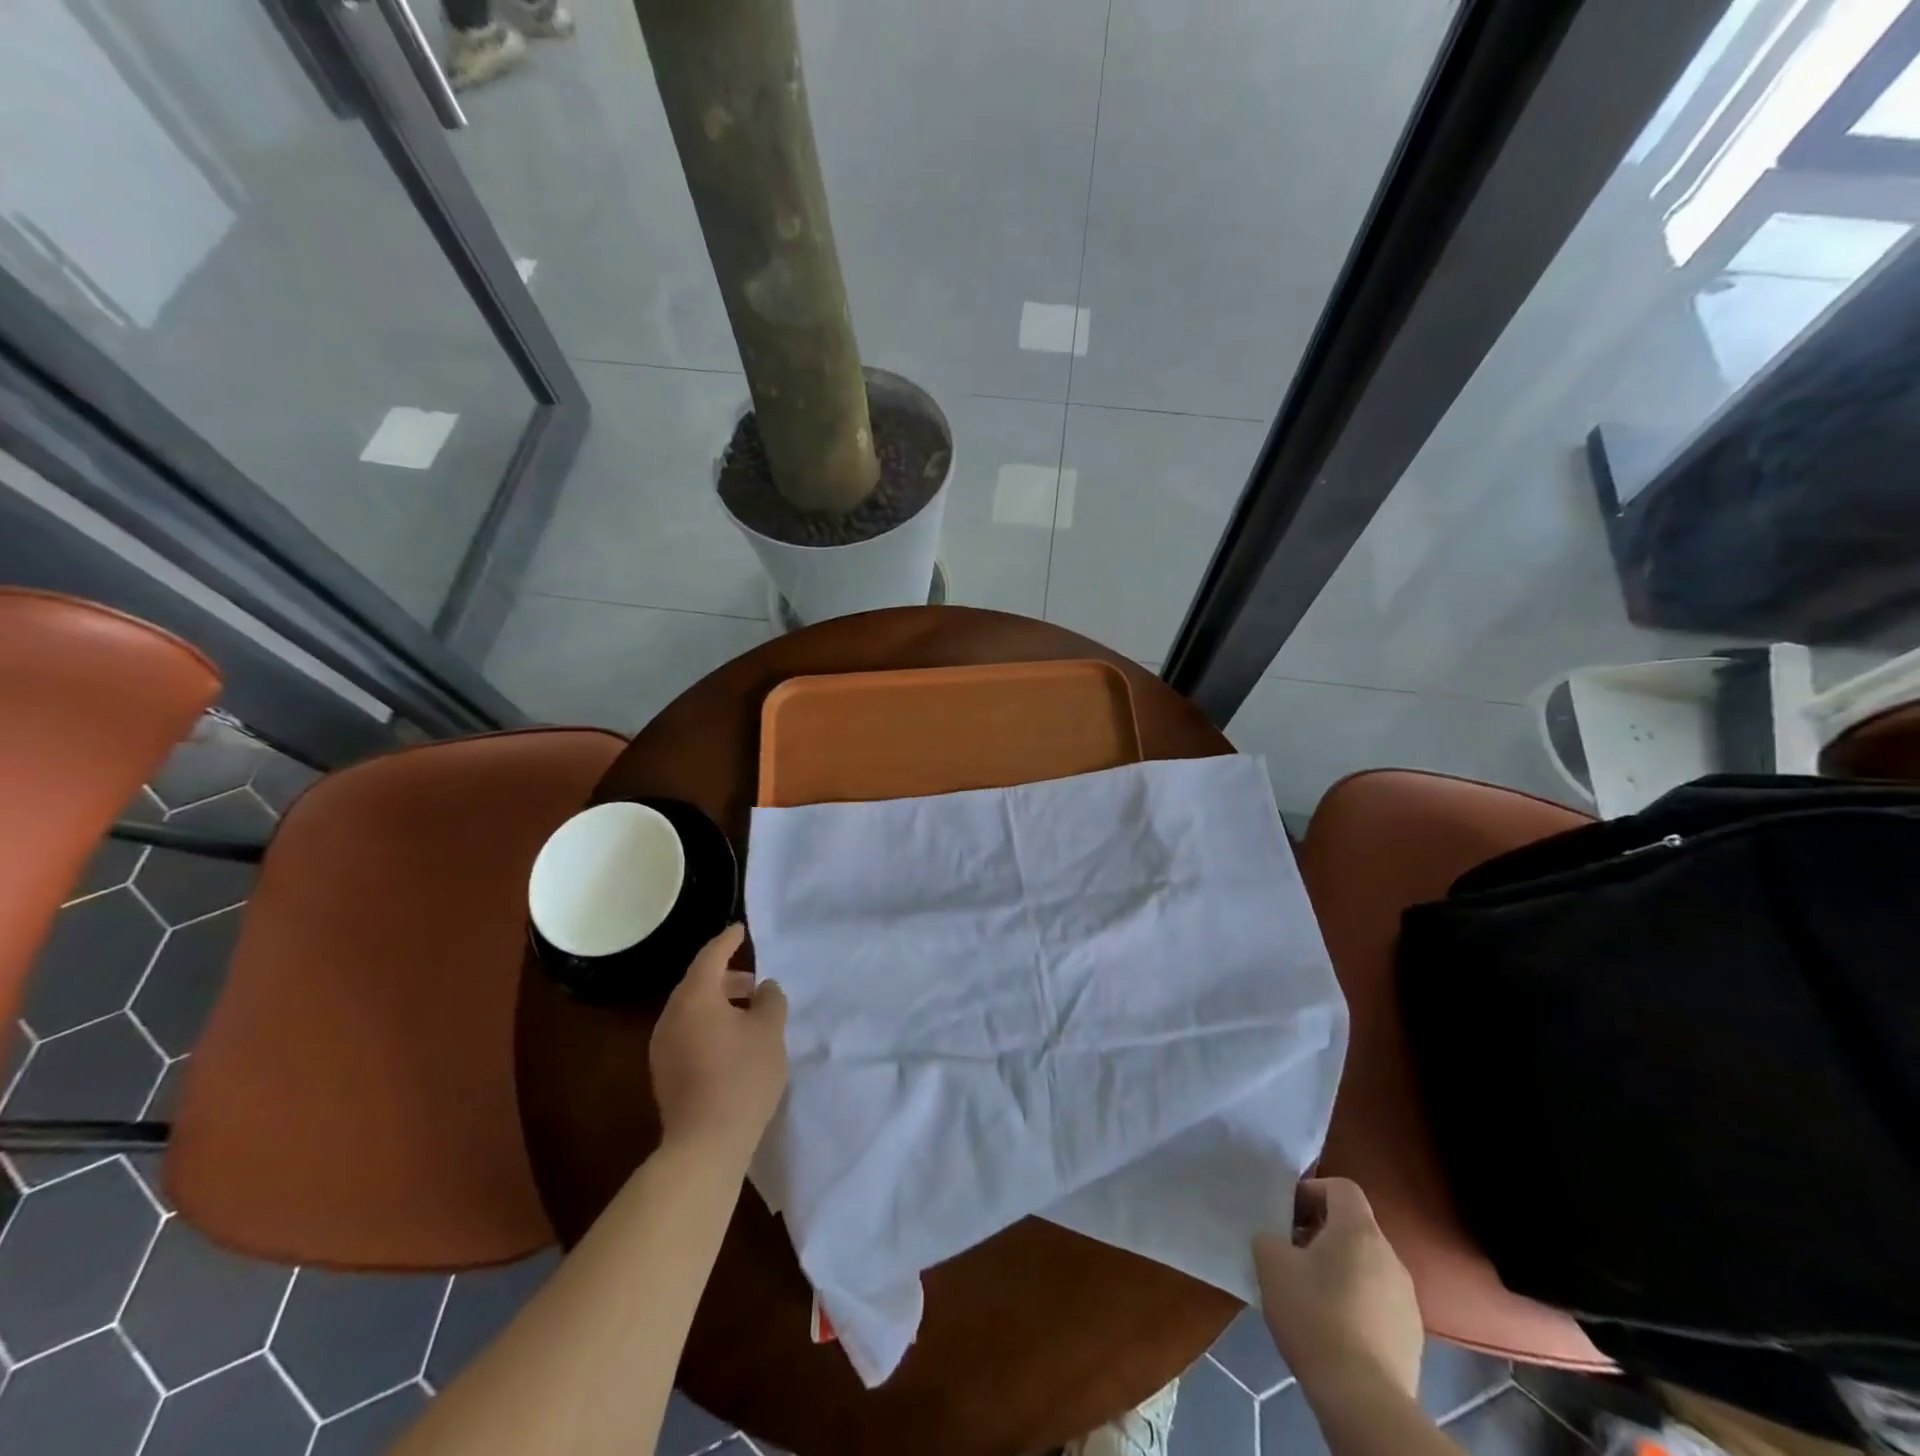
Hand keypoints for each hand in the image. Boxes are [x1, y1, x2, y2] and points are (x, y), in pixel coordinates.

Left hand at [650, 924, 787, 1160]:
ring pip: (692, 1010)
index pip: (710, 956)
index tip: (740, 930)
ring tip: (749, 1014)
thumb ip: (771, 999)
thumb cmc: (742, 1076)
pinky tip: (732, 1043)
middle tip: (755, 983)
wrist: (706, 1144)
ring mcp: (662, 1047)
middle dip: (727, 978)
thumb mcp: (770, 1030)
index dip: (727, 941)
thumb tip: (764, 988)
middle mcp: (671, 1016)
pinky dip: (709, 1025)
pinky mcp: (664, 1073)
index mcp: (694, 998)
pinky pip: (687, 1033)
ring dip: (719, 1004)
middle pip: (698, 984)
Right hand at [1253, 1178, 1422, 1399]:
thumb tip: (1276, 1242)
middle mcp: (1390, 1256)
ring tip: (1309, 1292)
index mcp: (1359, 1231)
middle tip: (1291, 1251)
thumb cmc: (1314, 1315)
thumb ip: (1269, 1238)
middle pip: (1354, 1227)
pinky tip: (1332, 1327)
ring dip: (1338, 1268)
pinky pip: (1377, 1301)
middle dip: (1320, 1232)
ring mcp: (1406, 1299)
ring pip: (1366, 1265)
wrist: (1363, 1399)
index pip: (1341, 1187)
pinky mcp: (1411, 1337)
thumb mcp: (1271, 1263)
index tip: (1288, 1213)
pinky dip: (1355, 1302)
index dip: (1311, 1191)